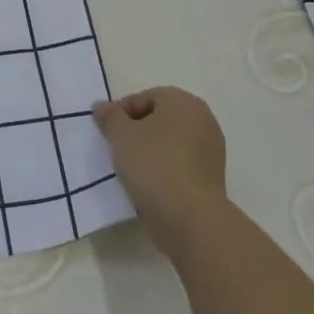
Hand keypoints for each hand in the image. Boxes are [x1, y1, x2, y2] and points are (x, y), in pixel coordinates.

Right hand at [93, 87, 229, 262]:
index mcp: (183, 102)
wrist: (189, 216)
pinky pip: (179, 165)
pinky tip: (148, 185)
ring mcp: (210, 150)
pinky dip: (163, 170)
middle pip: (159, 119)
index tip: (105, 132)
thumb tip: (102, 106)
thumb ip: (109, 116)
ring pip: (170, 143)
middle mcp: (202, 119)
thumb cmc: (153, 164)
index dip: (120, 112)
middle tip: (115, 148)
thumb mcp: (120, 135)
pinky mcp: (211, 177)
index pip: (144, 97)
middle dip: (136, 131)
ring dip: (149, 152)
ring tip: (129, 169)